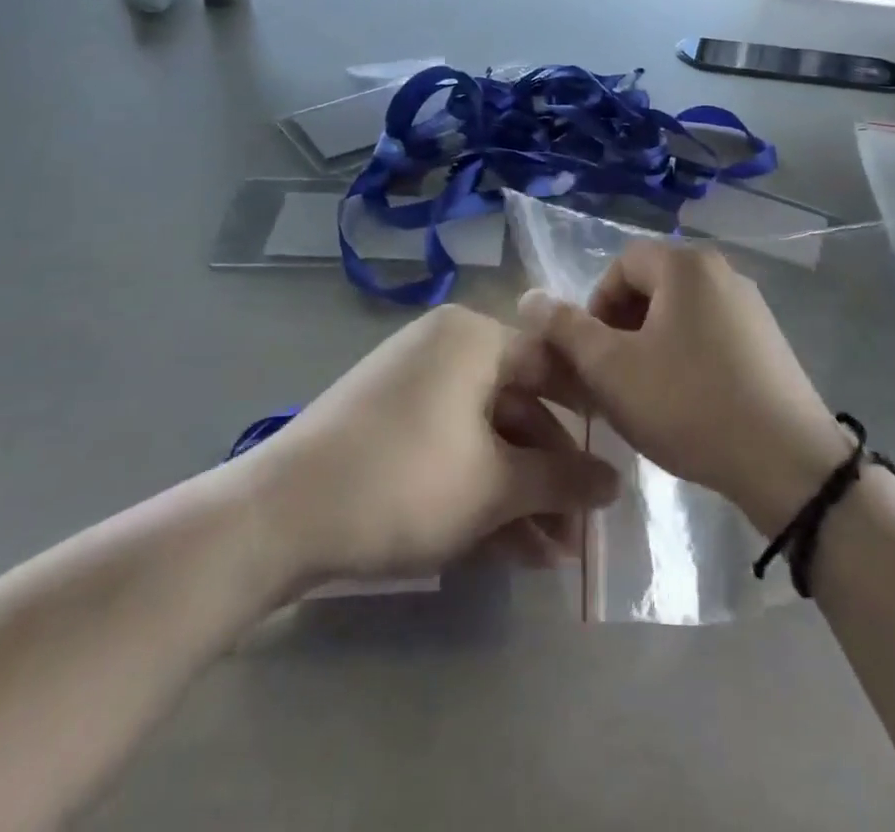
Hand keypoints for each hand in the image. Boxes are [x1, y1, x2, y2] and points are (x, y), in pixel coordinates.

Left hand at [249, 304, 619, 590]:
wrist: (277, 518)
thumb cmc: (404, 481)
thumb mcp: (494, 484)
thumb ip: (562, 480)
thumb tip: (616, 484)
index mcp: (474, 337)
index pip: (551, 364)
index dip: (588, 415)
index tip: (616, 460)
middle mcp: (446, 349)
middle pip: (519, 407)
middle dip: (551, 475)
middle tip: (583, 530)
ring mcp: (414, 387)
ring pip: (486, 437)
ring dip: (520, 494)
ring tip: (553, 557)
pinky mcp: (389, 426)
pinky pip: (452, 449)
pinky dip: (480, 492)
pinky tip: (511, 549)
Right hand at [518, 241, 852, 536]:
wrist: (786, 461)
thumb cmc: (688, 403)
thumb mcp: (611, 368)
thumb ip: (565, 329)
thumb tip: (529, 296)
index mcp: (686, 265)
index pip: (621, 265)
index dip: (595, 306)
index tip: (593, 356)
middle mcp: (722, 272)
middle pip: (652, 287)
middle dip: (622, 329)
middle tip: (614, 378)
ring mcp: (751, 307)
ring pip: (680, 314)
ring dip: (652, 347)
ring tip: (646, 396)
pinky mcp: (769, 342)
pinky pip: (711, 335)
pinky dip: (687, 358)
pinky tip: (687, 404)